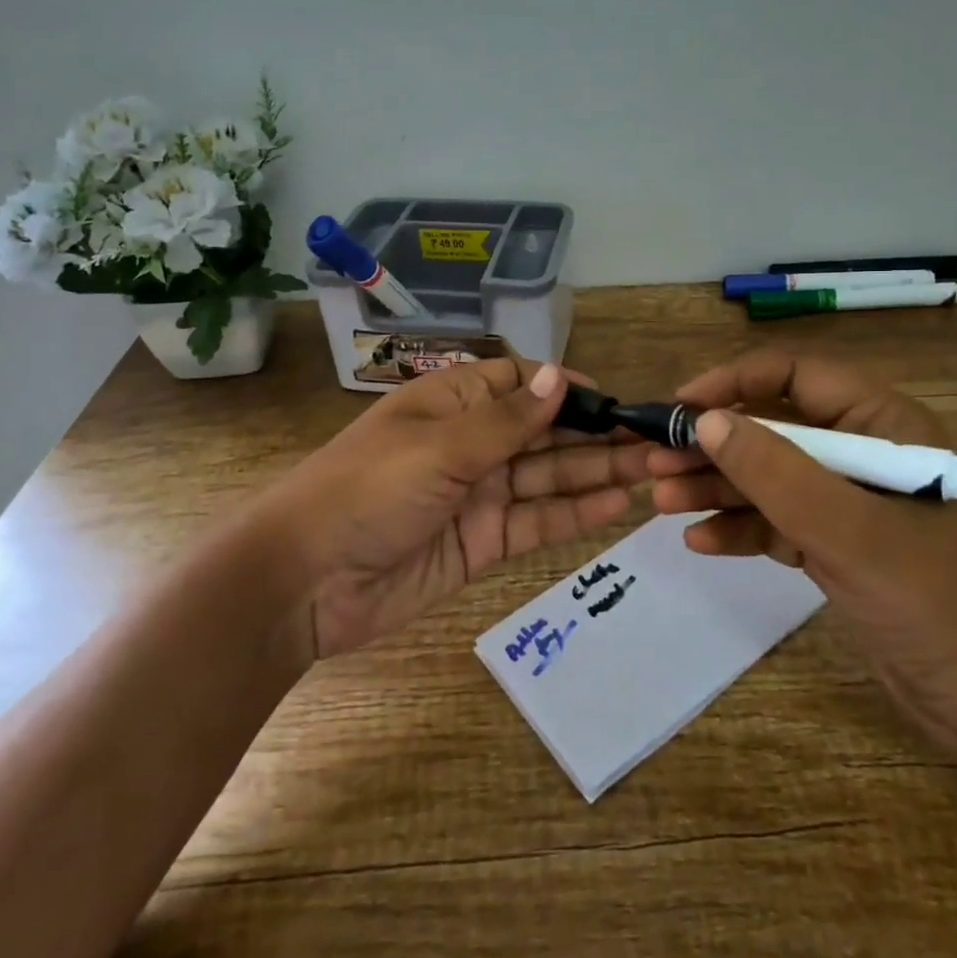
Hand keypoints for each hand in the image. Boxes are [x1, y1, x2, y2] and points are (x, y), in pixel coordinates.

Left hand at [259, 359, 653, 659]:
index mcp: (451, 403)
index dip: (561, 387)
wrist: (305, 582)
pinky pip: (535, 521)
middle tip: (651, 441)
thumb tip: (559, 375)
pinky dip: (573, 514)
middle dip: (592, 434)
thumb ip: (508, 420)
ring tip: (649, 470)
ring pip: (546, 477)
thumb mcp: (440, 446)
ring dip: (594, 473)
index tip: (610, 400)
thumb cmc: (369, 490)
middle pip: (541, 432)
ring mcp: (476, 494)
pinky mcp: (481, 542)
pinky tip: (615, 505)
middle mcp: (468, 443)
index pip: (517, 382)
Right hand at [646, 349, 956, 763]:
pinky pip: (779, 523)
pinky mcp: (841, 547)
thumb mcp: (851, 531)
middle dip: (714, 445)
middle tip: (656, 463)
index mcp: (883, 424)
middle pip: (774, 428)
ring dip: (718, 487)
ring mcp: (851, 503)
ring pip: (770, 477)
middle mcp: (864, 453)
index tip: (681, 407)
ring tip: (662, 502)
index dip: (734, 382)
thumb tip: (706, 421)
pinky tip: (701, 542)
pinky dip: (742, 529)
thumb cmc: (940, 602)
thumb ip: (776, 472)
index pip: (796, 375)